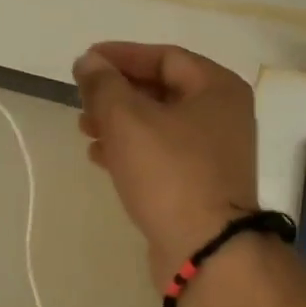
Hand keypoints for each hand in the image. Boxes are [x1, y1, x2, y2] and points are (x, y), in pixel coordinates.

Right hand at [73, 43, 258, 286]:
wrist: (206, 250)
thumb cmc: (170, 173)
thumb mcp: (128, 120)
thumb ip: (104, 85)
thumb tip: (89, 62)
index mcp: (218, 88)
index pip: (165, 57)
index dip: (121, 55)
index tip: (85, 62)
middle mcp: (224, 115)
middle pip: (162, 90)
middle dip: (118, 93)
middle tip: (82, 99)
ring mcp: (215, 152)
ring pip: (160, 124)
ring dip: (120, 122)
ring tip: (84, 129)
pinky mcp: (202, 184)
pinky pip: (163, 154)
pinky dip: (132, 150)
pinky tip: (100, 157)